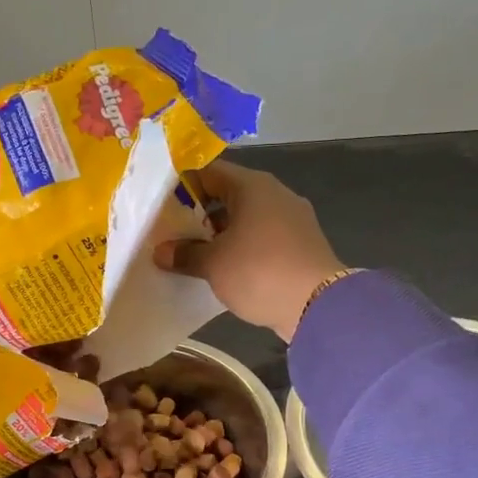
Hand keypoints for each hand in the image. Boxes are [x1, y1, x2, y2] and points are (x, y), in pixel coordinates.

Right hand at [154, 162, 346, 340]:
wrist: (317, 305)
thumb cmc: (259, 271)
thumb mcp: (213, 264)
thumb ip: (184, 254)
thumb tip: (161, 252)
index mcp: (252, 186)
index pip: (209, 172)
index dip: (182, 185)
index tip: (160, 204)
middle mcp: (274, 194)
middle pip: (228, 194)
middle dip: (199, 212)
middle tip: (171, 232)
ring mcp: (291, 219)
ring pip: (245, 218)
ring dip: (219, 233)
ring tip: (192, 253)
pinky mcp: (299, 244)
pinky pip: (261, 237)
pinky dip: (241, 247)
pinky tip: (224, 267)